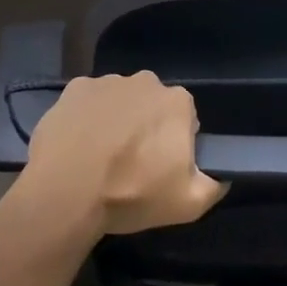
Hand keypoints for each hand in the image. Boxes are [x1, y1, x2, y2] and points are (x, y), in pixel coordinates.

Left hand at [22, 72, 227, 236]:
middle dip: (146, 126)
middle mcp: (145, 82)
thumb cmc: (132, 193)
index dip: (175, 143)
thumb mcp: (188, 203)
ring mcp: (106, 82)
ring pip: (119, 101)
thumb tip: (221, 178)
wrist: (66, 192)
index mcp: (177, 102)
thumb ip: (213, 186)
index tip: (162, 167)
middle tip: (132, 163)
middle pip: (152, 105)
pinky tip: (77, 145)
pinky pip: (88, 102)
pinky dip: (86, 118)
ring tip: (100, 157)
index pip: (185, 118)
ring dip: (116, 120)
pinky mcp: (73, 90)